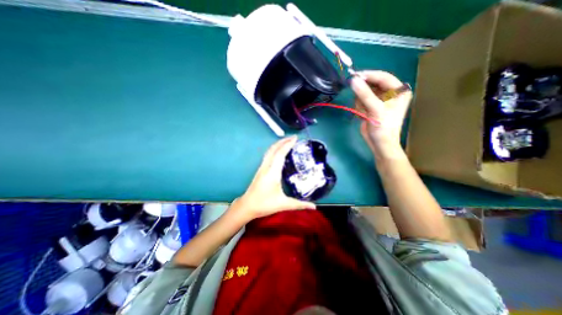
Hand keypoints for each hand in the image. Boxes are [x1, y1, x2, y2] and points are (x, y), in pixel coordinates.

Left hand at [230, 136, 314, 220]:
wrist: (247, 206)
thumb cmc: (264, 204)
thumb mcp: (283, 204)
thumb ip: (299, 204)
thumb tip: (314, 207)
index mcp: (273, 172)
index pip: (280, 154)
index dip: (288, 144)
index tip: (295, 138)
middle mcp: (266, 166)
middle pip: (273, 149)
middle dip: (283, 141)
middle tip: (294, 138)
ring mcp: (262, 167)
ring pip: (269, 151)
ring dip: (278, 144)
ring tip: (287, 142)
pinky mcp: (260, 170)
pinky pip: (268, 155)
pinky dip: (274, 150)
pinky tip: (279, 152)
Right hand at [350, 70, 410, 156]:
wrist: (380, 144)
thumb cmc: (383, 127)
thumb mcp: (376, 109)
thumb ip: (365, 94)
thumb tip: (353, 80)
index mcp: (398, 91)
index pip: (383, 77)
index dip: (369, 76)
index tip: (355, 76)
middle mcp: (389, 93)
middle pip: (372, 84)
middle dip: (363, 93)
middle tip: (358, 99)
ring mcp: (379, 100)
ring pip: (364, 93)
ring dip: (360, 102)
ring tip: (364, 112)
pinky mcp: (371, 107)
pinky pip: (361, 101)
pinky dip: (359, 107)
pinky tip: (363, 115)